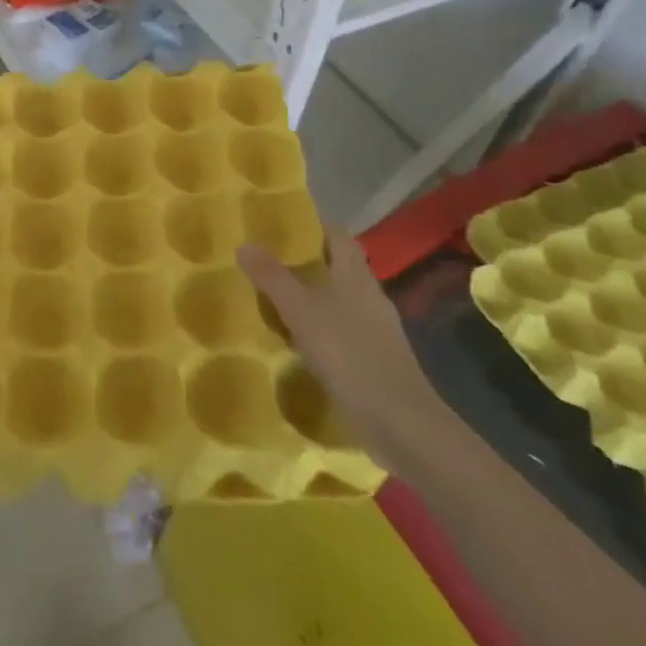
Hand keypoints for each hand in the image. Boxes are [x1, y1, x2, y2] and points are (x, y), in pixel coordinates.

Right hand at [238, 234, 448, 473]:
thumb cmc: (349, 352)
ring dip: (316, 299)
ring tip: (280, 301)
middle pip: (341, 267)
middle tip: (272, 262)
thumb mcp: (300, 310)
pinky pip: (345, 333)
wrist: (400, 422)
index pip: (338, 235)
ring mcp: (378, 331)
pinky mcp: (378, 361)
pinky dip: (324, 332)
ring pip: (343, 301)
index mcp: (355, 275)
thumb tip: (244, 243)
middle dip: (311, 262)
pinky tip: (303, 344)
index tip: (285, 224)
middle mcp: (370, 296)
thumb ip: (272, 277)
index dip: (315, 225)